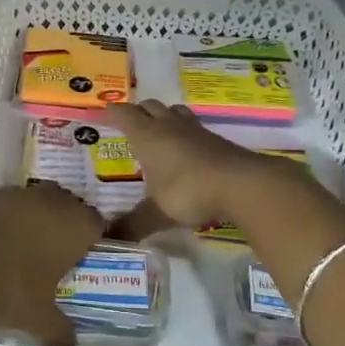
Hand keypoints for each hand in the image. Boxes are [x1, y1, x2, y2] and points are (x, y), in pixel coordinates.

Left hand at [0, 184, 100, 345]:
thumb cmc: (7, 285)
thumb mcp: (38, 320)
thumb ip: (60, 333)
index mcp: (76, 224)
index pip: (99, 225)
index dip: (93, 243)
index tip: (84, 263)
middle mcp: (53, 200)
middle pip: (68, 209)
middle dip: (64, 229)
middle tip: (55, 259)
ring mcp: (18, 192)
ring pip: (37, 204)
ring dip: (34, 222)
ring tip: (22, 253)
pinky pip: (7, 207)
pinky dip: (5, 222)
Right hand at [105, 100, 278, 235]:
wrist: (240, 183)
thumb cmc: (188, 191)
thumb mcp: (157, 212)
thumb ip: (134, 224)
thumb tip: (109, 239)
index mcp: (147, 136)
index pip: (124, 114)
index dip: (113, 112)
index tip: (104, 113)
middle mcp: (169, 125)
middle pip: (149, 106)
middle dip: (138, 112)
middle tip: (130, 125)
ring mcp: (195, 129)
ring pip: (174, 111)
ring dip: (164, 116)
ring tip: (159, 131)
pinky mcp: (216, 139)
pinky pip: (193, 127)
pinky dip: (185, 132)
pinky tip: (186, 149)